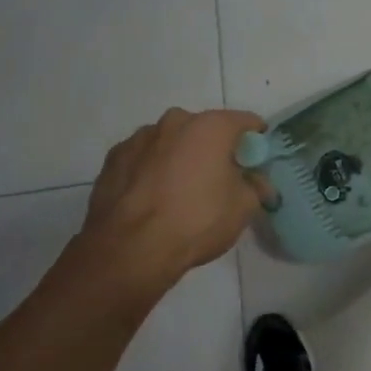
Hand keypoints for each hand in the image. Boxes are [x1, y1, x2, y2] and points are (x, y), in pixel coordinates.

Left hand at [77, 108, 268, 291]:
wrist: (130, 249)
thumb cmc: (197, 220)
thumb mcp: (243, 207)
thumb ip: (256, 187)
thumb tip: (257, 182)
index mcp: (210, 126)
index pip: (246, 122)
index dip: (256, 141)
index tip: (257, 162)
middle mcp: (174, 122)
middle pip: (205, 130)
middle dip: (215, 149)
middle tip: (220, 179)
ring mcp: (138, 139)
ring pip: (171, 143)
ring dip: (181, 158)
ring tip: (182, 193)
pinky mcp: (113, 160)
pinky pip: (144, 159)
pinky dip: (153, 171)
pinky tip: (155, 199)